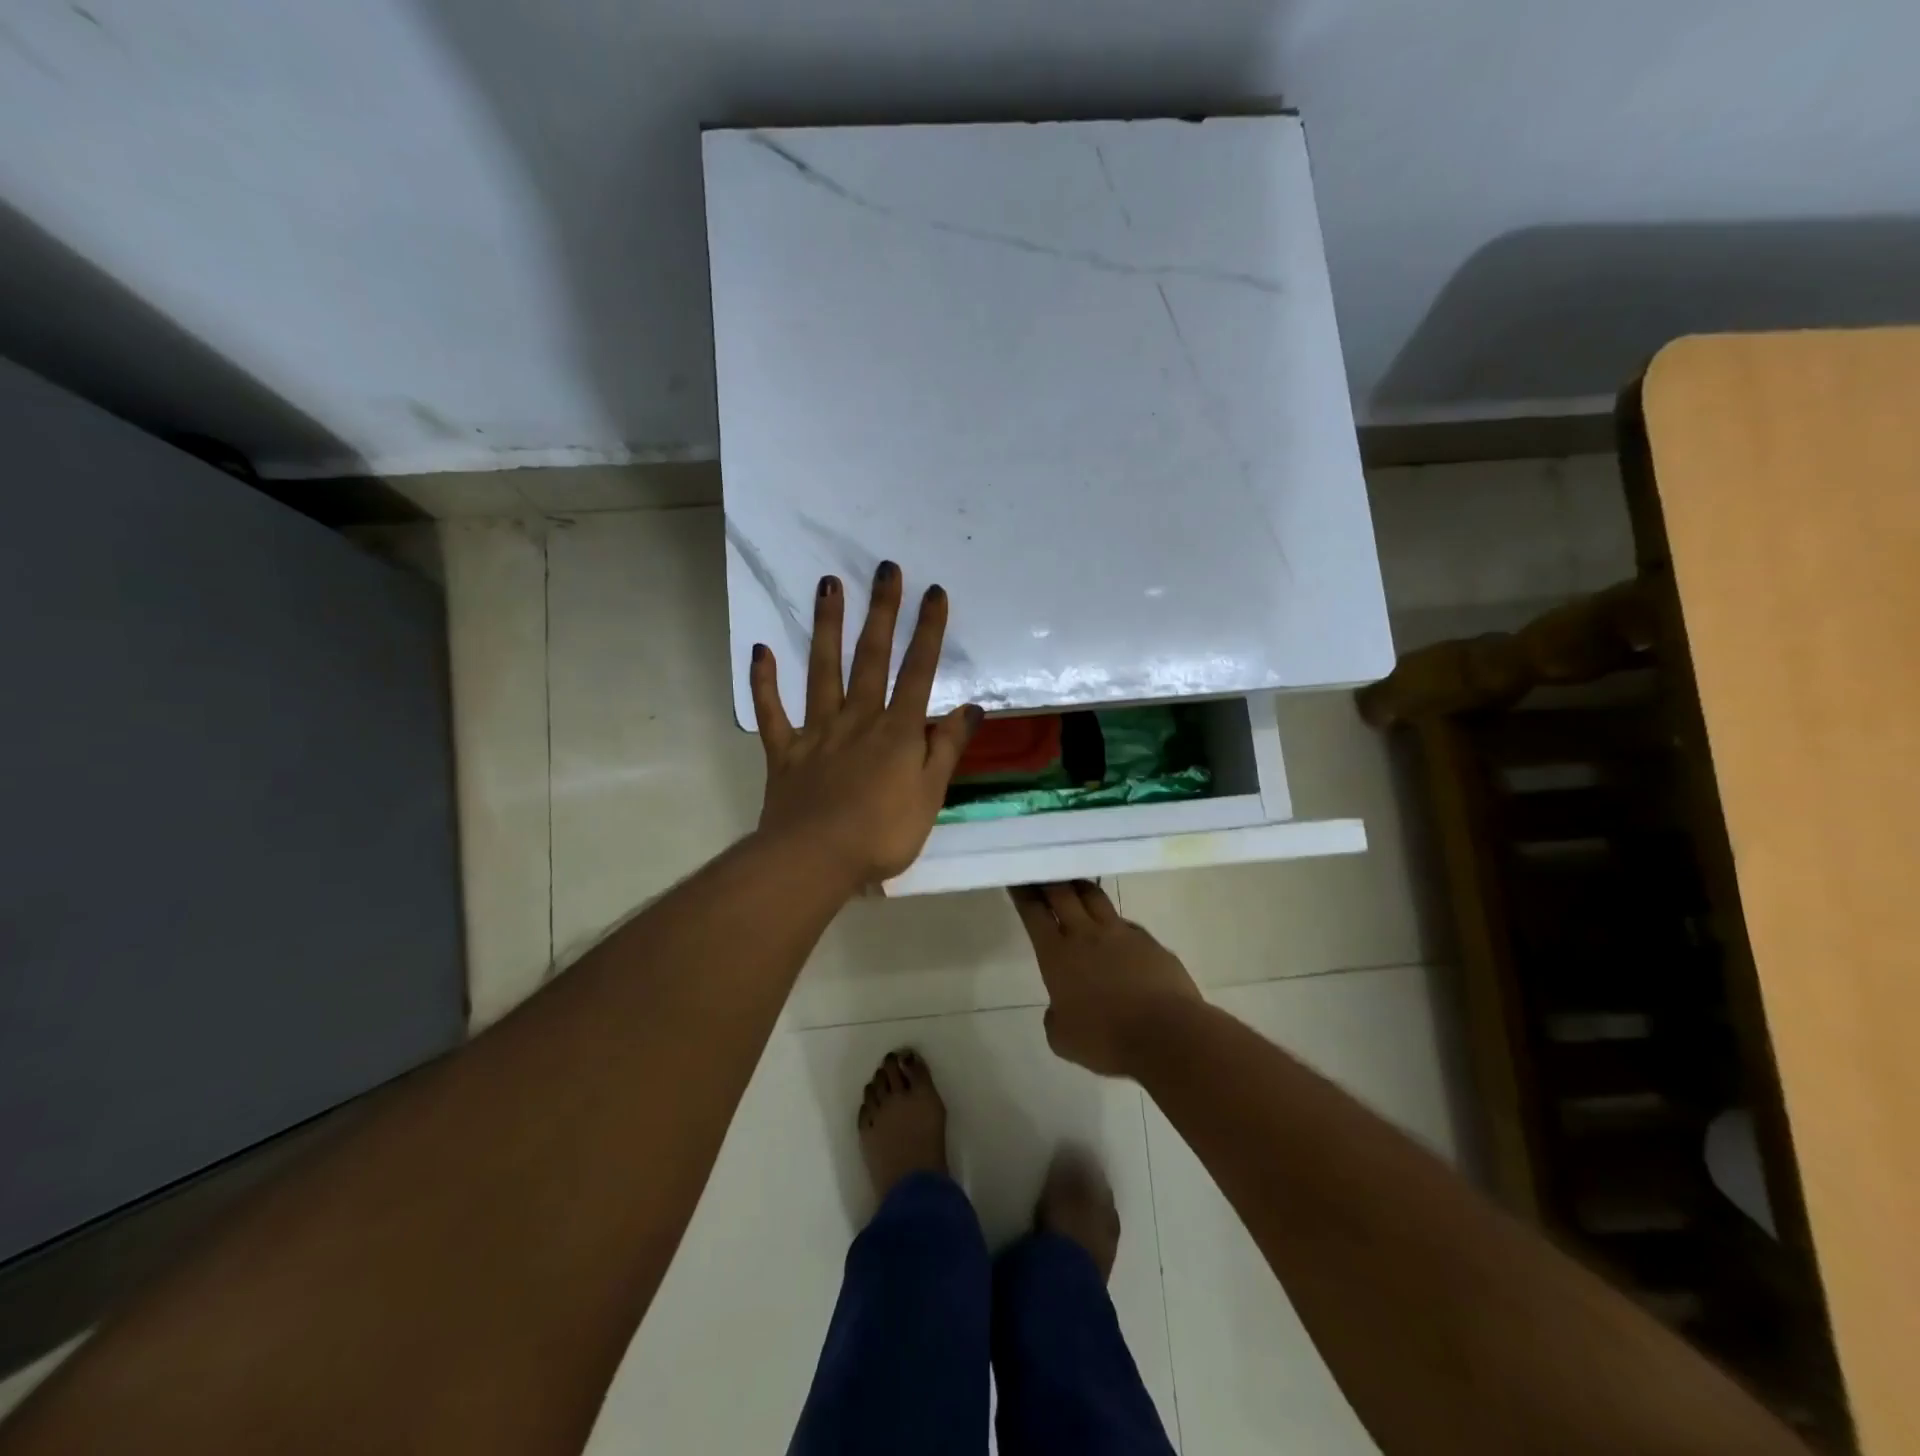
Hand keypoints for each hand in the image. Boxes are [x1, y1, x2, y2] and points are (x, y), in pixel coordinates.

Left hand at [749, 561, 981, 883]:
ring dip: (826, 627)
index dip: (928, 631)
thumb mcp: (930, 795)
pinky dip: (764, 682)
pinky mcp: (784, 750)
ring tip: (828, 584)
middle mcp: (857, 719)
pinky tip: (761, 650)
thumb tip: (970, 708)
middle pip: (871, 657)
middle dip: (881, 612)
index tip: (934, 592)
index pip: (918, 672)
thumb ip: (948, 748)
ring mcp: (817, 731)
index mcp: (896, 731)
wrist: (815, 860)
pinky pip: (772, 712)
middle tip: (885, 569)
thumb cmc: (882, 833)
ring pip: (822, 670)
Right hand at [1011, 882, 1201, 1076]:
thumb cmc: (1106, 1039)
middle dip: (1049, 880)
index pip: (1034, 913)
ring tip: (1074, 884)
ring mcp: (1121, 934)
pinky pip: (1126, 924)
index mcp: (1057, 954)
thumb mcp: (1063, 1039)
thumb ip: (1056, 1016)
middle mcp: (1087, 934)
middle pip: (1063, 893)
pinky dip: (1114, 923)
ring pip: (1095, 897)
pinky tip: (1116, 933)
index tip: (1017, 878)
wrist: (1167, 1035)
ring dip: (1081, 887)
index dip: (1023, 893)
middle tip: (1042, 869)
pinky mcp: (1150, 942)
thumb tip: (1061, 1007)